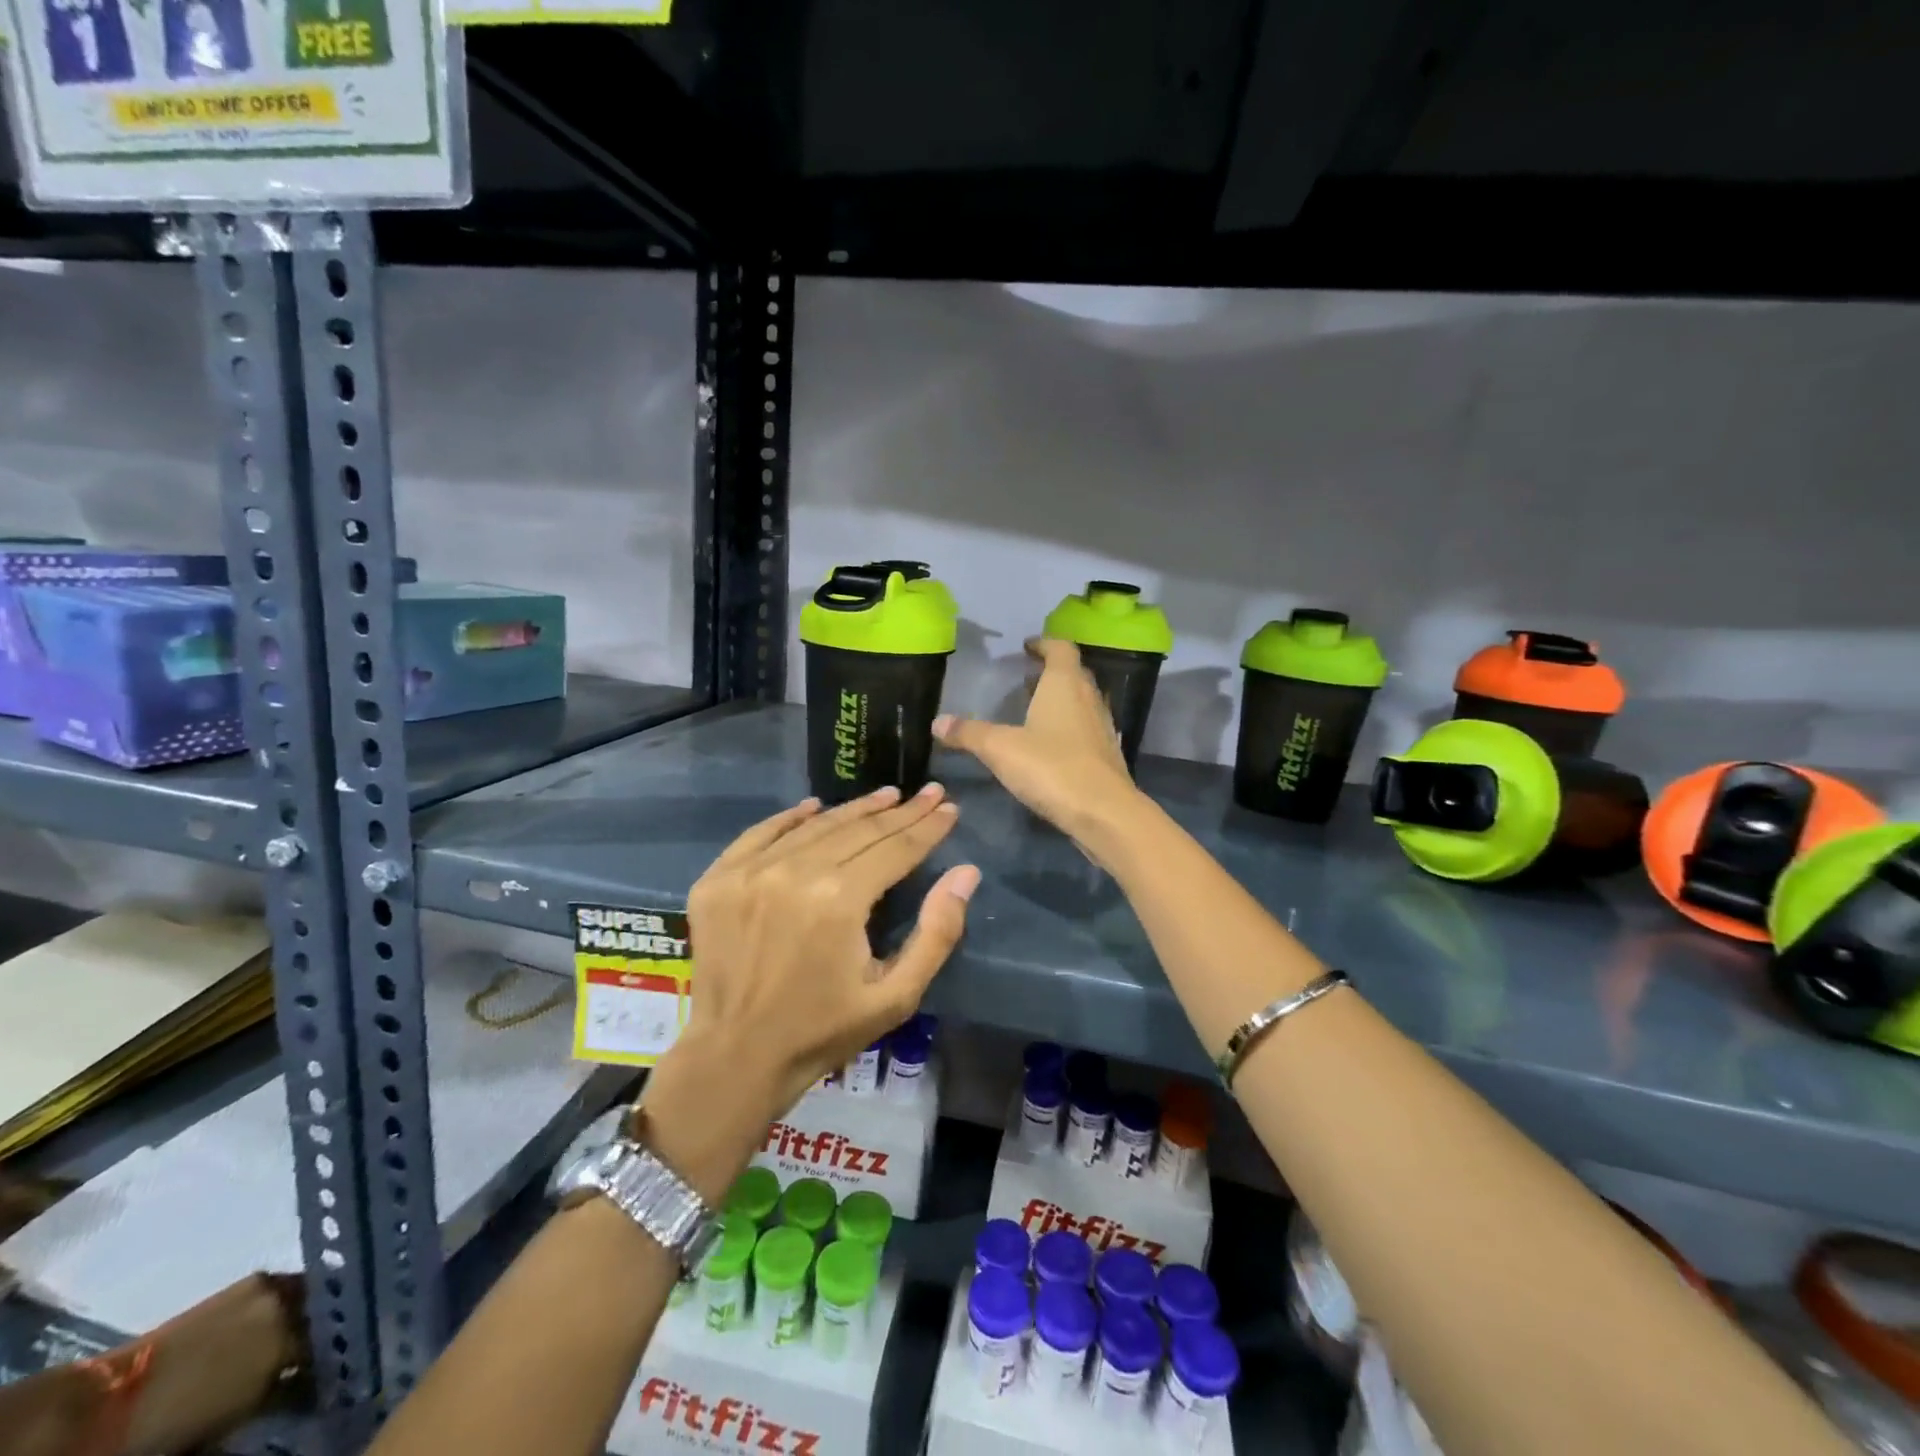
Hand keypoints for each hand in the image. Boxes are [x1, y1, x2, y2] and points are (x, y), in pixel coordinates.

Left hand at [676, 784, 979, 1119]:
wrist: (735, 1057)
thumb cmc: (824, 1030)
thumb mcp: (896, 996)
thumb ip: (937, 932)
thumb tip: (966, 873)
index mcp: (839, 900)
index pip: (895, 848)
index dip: (927, 827)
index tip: (948, 807)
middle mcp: (794, 873)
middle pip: (858, 831)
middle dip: (899, 812)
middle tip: (927, 793)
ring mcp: (750, 873)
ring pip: (815, 827)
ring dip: (854, 809)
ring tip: (885, 796)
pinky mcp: (718, 880)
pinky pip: (760, 834)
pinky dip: (790, 818)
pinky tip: (814, 807)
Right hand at [934, 637, 1145, 848]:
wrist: (1104, 812)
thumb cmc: (1052, 768)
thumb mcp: (1000, 748)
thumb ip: (968, 733)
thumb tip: (937, 722)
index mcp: (1065, 684)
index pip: (1060, 648)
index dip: (1043, 644)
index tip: (1026, 647)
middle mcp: (1089, 698)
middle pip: (1073, 673)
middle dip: (1050, 672)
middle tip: (1024, 679)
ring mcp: (1102, 727)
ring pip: (1081, 701)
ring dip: (1060, 700)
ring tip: (1033, 711)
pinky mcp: (1107, 754)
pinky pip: (1085, 728)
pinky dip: (1068, 727)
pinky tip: (1050, 746)